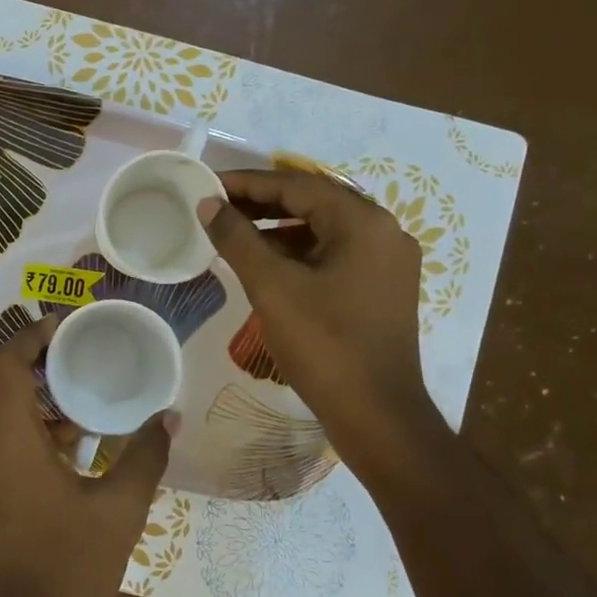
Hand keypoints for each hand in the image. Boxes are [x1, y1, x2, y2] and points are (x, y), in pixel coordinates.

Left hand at [0, 315, 173, 596]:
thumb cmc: (70, 575)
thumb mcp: (120, 512)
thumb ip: (144, 456)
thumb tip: (169, 417)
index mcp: (4, 443)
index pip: (0, 365)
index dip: (27, 337)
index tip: (57, 327)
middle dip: (7, 360)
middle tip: (53, 362)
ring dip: (6, 401)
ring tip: (63, 415)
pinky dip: (2, 436)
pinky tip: (48, 465)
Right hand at [198, 167, 443, 452]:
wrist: (376, 414)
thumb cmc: (324, 344)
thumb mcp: (272, 287)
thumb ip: (237, 239)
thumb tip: (209, 204)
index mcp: (363, 222)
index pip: (297, 186)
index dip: (248, 183)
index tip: (209, 184)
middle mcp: (383, 232)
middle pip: (314, 203)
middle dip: (263, 203)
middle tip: (217, 207)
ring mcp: (387, 262)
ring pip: (324, 231)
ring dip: (279, 229)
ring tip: (234, 234)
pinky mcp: (383, 289)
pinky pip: (335, 255)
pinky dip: (299, 253)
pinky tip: (267, 265)